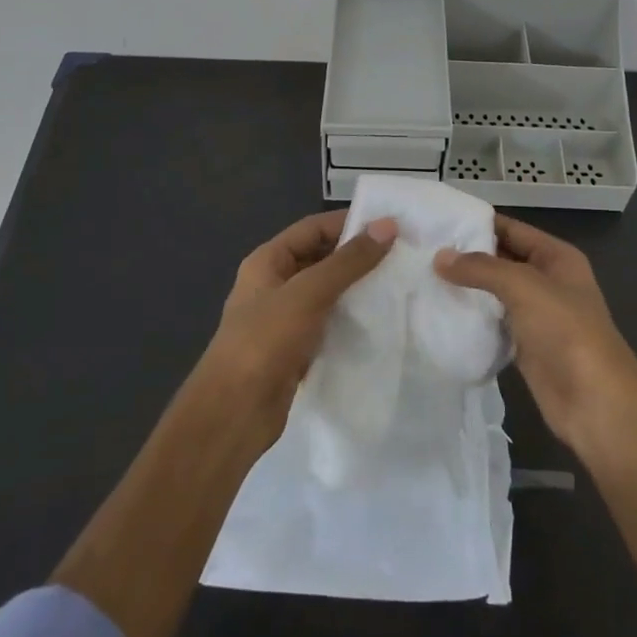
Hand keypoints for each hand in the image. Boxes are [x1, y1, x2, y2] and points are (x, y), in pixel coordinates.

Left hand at [198, 210, 398, 450]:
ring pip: (327, 292)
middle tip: (402, 255)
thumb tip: (387, 225)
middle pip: (321, 258)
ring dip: (357, 288)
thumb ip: (348, 261)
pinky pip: (328, 323)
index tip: (391, 226)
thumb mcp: (308, 293)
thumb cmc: (265, 341)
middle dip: (357, 256)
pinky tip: (380, 321)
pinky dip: (351, 319)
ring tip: (399, 285)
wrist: (234, 412)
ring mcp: (284, 318)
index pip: (313, 228)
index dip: (349, 223)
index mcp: (268, 261)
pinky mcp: (296, 348)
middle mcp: (275, 284)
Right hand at [436, 215, 636, 456]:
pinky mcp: (525, 346)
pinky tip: (441, 313)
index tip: (437, 222)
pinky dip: (472, 318)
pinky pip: (493, 323)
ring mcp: (537, 315)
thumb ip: (481, 268)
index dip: (477, 224)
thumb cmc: (565, 332)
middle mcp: (547, 281)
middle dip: (467, 257)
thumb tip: (440, 257)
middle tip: (422, 252)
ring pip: (495, 293)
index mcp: (556, 257)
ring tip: (423, 279)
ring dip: (467, 289)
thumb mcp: (524, 287)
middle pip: (501, 260)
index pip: (510, 229)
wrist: (595, 403)